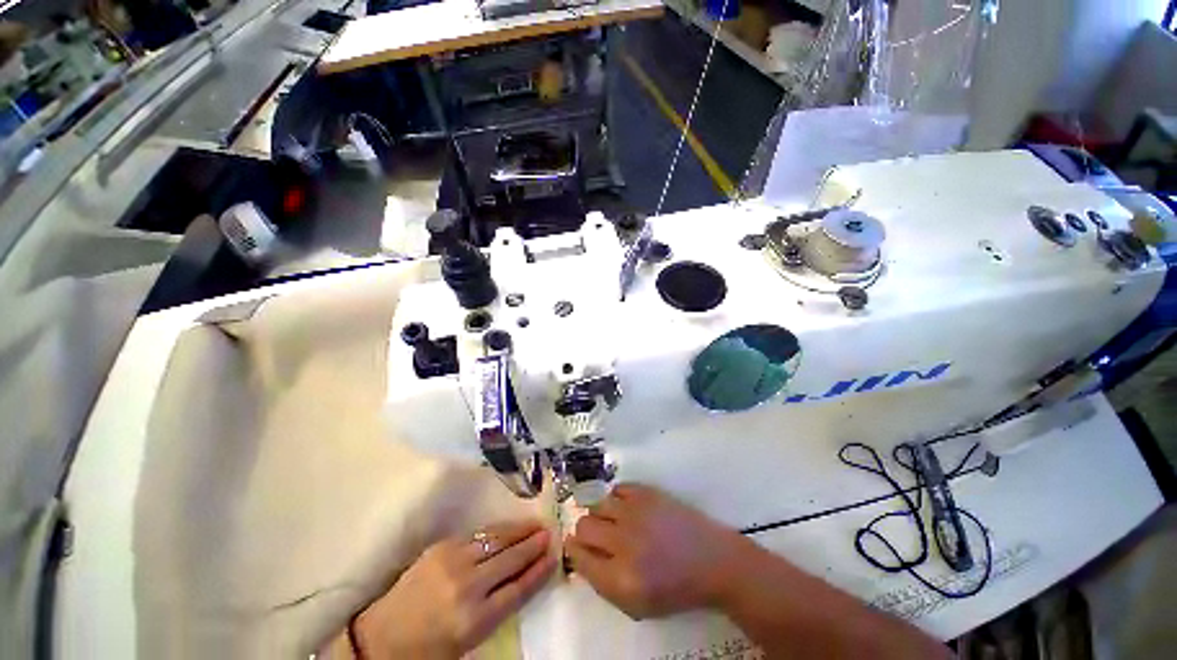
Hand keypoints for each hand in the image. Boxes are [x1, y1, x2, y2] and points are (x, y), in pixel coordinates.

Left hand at [353, 521, 555, 658]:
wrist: (382, 637)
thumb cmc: (429, 649)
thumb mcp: (469, 642)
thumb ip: (497, 610)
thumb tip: (523, 580)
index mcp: (475, 620)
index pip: (518, 589)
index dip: (539, 571)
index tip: (554, 557)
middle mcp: (467, 586)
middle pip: (511, 560)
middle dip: (533, 546)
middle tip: (550, 534)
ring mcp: (454, 562)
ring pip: (497, 540)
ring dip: (520, 531)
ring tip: (536, 525)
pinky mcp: (443, 547)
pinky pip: (479, 534)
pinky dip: (498, 530)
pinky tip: (509, 528)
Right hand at [565, 484, 749, 619]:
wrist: (713, 561)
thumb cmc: (676, 588)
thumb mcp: (637, 604)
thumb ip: (603, 582)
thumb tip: (580, 556)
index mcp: (620, 578)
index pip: (579, 557)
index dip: (574, 551)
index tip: (576, 547)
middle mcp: (624, 542)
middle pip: (584, 526)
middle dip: (584, 533)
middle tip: (597, 536)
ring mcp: (635, 513)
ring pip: (597, 504)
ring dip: (600, 514)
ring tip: (613, 521)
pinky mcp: (647, 493)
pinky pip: (617, 488)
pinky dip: (617, 498)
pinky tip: (626, 508)